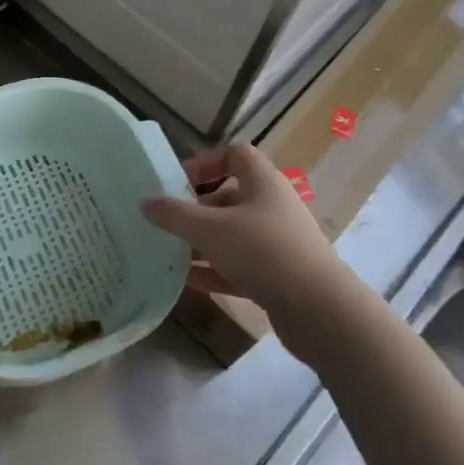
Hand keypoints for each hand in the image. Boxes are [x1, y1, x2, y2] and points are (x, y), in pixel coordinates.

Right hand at [141, 142, 357, 340]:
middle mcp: (272, 207)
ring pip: (233, 234)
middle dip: (196, 209)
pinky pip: (239, 266)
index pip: (235, 154)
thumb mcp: (210, 229)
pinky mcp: (278, 276)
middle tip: (167, 224)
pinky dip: (215, 270)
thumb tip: (144, 202)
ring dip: (202, 242)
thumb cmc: (263, 252)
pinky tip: (187, 282)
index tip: (178, 182)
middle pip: (229, 197)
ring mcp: (277, 243)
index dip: (205, 162)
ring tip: (170, 254)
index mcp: (262, 183)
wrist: (319, 310)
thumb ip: (174, 215)